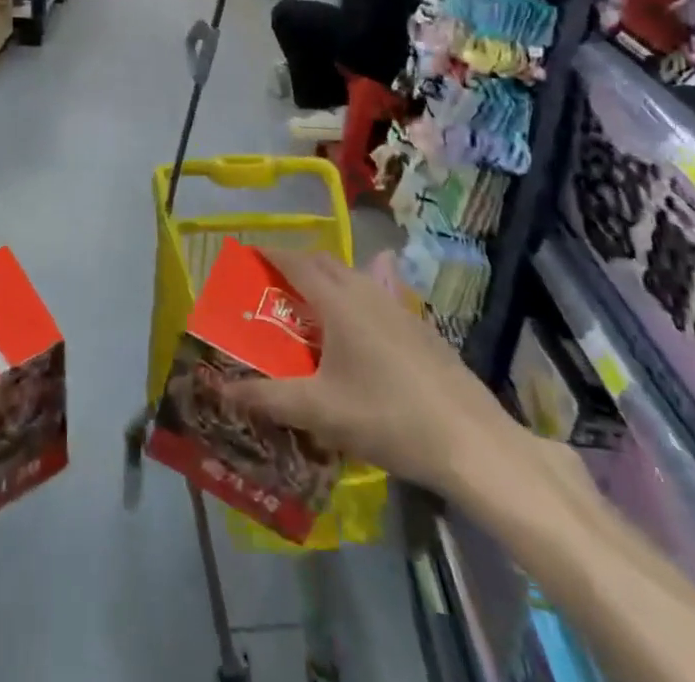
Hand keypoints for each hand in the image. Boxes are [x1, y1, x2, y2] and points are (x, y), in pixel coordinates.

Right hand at [226, 249, 524, 500]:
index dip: (270, 255)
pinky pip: (378, 297)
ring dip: (328, 282)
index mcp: (338, 301)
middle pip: (325, 263)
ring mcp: (399, 308)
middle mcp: (367, 292)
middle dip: (297, 265)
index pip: (296, 263)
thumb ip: (268, 398)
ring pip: (355, 278)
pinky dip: (356, 300)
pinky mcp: (421, 328)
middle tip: (274, 285)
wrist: (471, 441)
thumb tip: (223, 390)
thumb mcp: (320, 411)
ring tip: (312, 308)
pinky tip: (360, 335)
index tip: (248, 254)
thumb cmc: (387, 417)